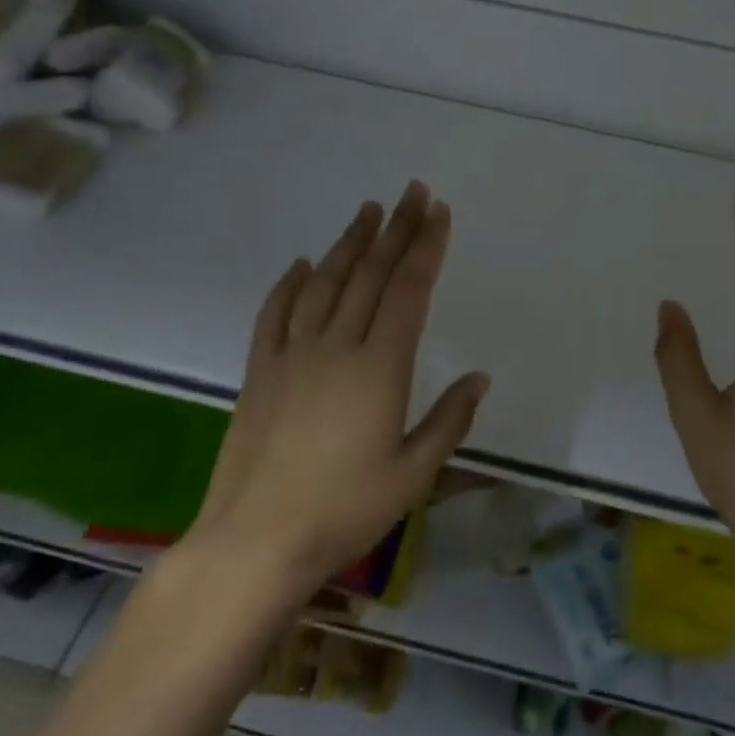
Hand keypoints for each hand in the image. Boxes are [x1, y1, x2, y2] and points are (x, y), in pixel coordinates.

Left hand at [179, 181, 489, 596]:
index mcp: (380, 367)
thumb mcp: (413, 474)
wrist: (255, 543)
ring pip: (325, 283)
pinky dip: (289, 285)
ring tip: (367, 211)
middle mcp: (337, 347)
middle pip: (371, 274)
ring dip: (349, 244)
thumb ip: (449, 420)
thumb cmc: (345, 511)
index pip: (409, 290)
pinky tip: (301, 264)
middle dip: (395, 229)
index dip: (426, 246)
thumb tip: (479, 377)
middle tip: (411, 192)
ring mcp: (293, 355)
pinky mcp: (259, 372)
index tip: (438, 212)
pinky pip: (275, 315)